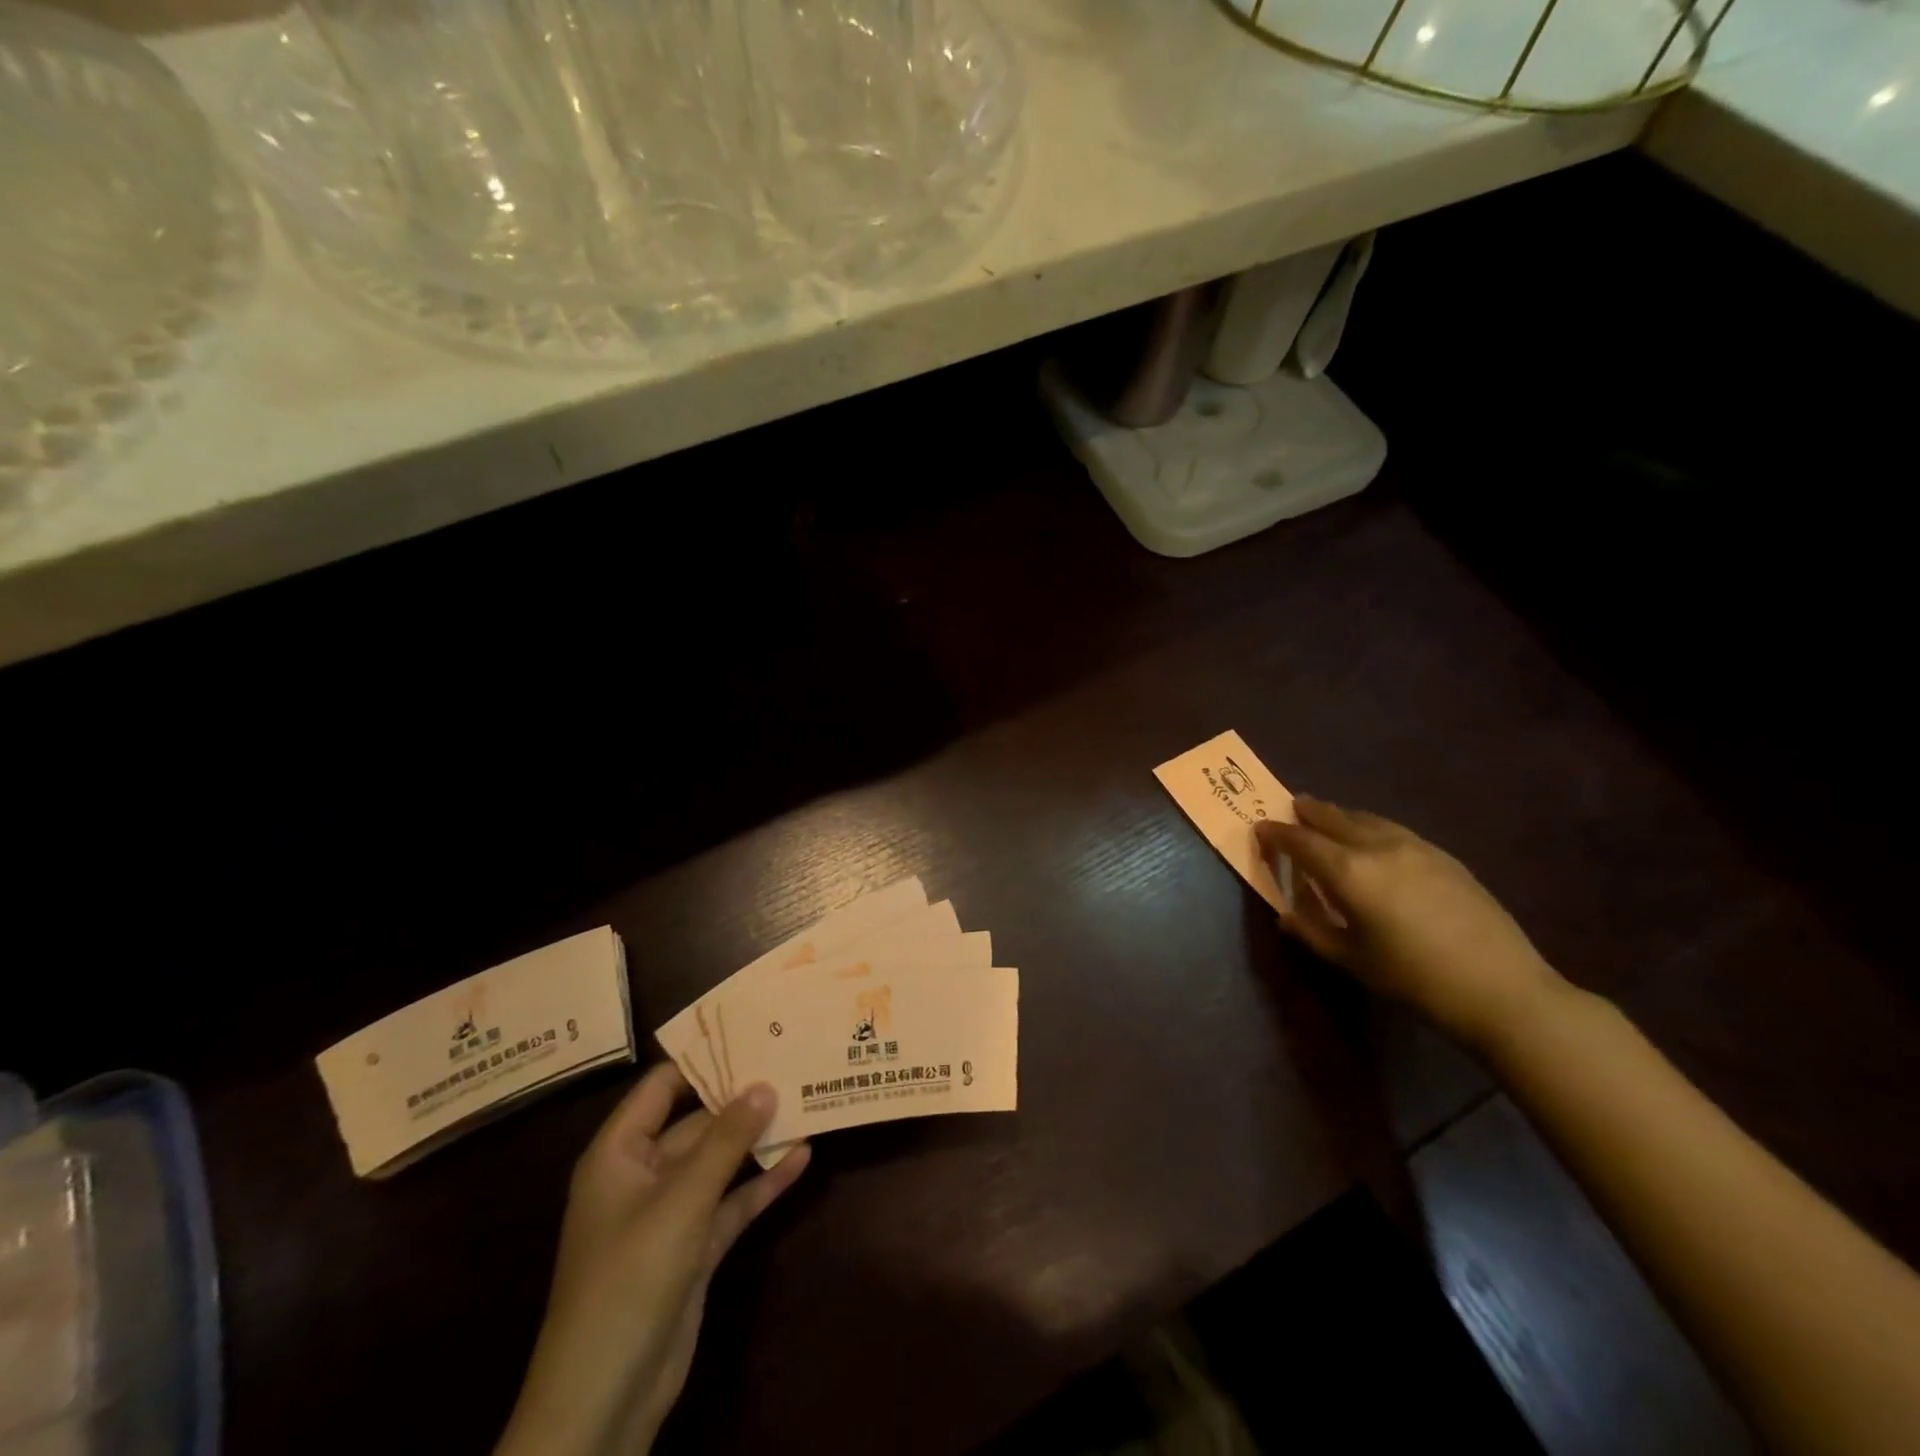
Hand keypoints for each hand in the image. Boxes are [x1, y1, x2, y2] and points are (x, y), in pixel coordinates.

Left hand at [495, 1064, 809, 1455]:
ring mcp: (670, 1212)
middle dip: (741, 1098)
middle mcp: (643, 1174)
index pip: (661, 1087)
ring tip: (806, 1100)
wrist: (605, 1399)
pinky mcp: (695, 1247)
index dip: (703, 1059)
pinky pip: (732, 1201)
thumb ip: (725, 1141)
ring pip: (719, 1161)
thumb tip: (764, 1084)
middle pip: (697, 1122)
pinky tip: (802, 1157)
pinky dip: (762, 1182)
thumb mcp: (680, 1201)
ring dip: (757, 1139)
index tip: (751, 1032)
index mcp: (620, 1153)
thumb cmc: (628, 1279)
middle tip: (791, 1062)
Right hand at [1255, 797, 1564, 1049]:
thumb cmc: (1413, 978)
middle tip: (1291, 808)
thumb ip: (1312, 931)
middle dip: (1307, 812)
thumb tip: (1286, 914)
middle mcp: (1377, 847)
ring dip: (1340, 816)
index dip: (1276, 833)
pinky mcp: (1443, 856)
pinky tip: (1373, 841)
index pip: (1300, 841)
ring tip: (1328, 818)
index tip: (1260, 828)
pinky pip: (1393, 830)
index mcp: (1348, 871)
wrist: (1501, 988)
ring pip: (1366, 819)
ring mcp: (1414, 847)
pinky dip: (1370, 827)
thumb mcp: (1351, 960)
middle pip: (1333, 817)